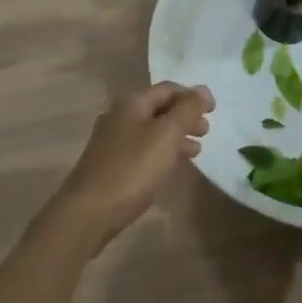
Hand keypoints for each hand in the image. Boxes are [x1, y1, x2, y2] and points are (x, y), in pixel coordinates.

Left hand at [43, 82, 213, 250]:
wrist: (87, 213)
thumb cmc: (131, 169)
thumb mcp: (165, 136)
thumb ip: (186, 111)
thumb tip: (203, 90)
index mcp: (132, 102)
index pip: (168, 89)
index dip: (193, 96)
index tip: (214, 110)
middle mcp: (120, 115)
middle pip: (159, 109)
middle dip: (185, 117)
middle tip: (206, 132)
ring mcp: (112, 141)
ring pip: (151, 131)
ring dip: (175, 137)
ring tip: (196, 152)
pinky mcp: (109, 165)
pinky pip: (142, 150)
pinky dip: (161, 153)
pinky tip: (170, 168)